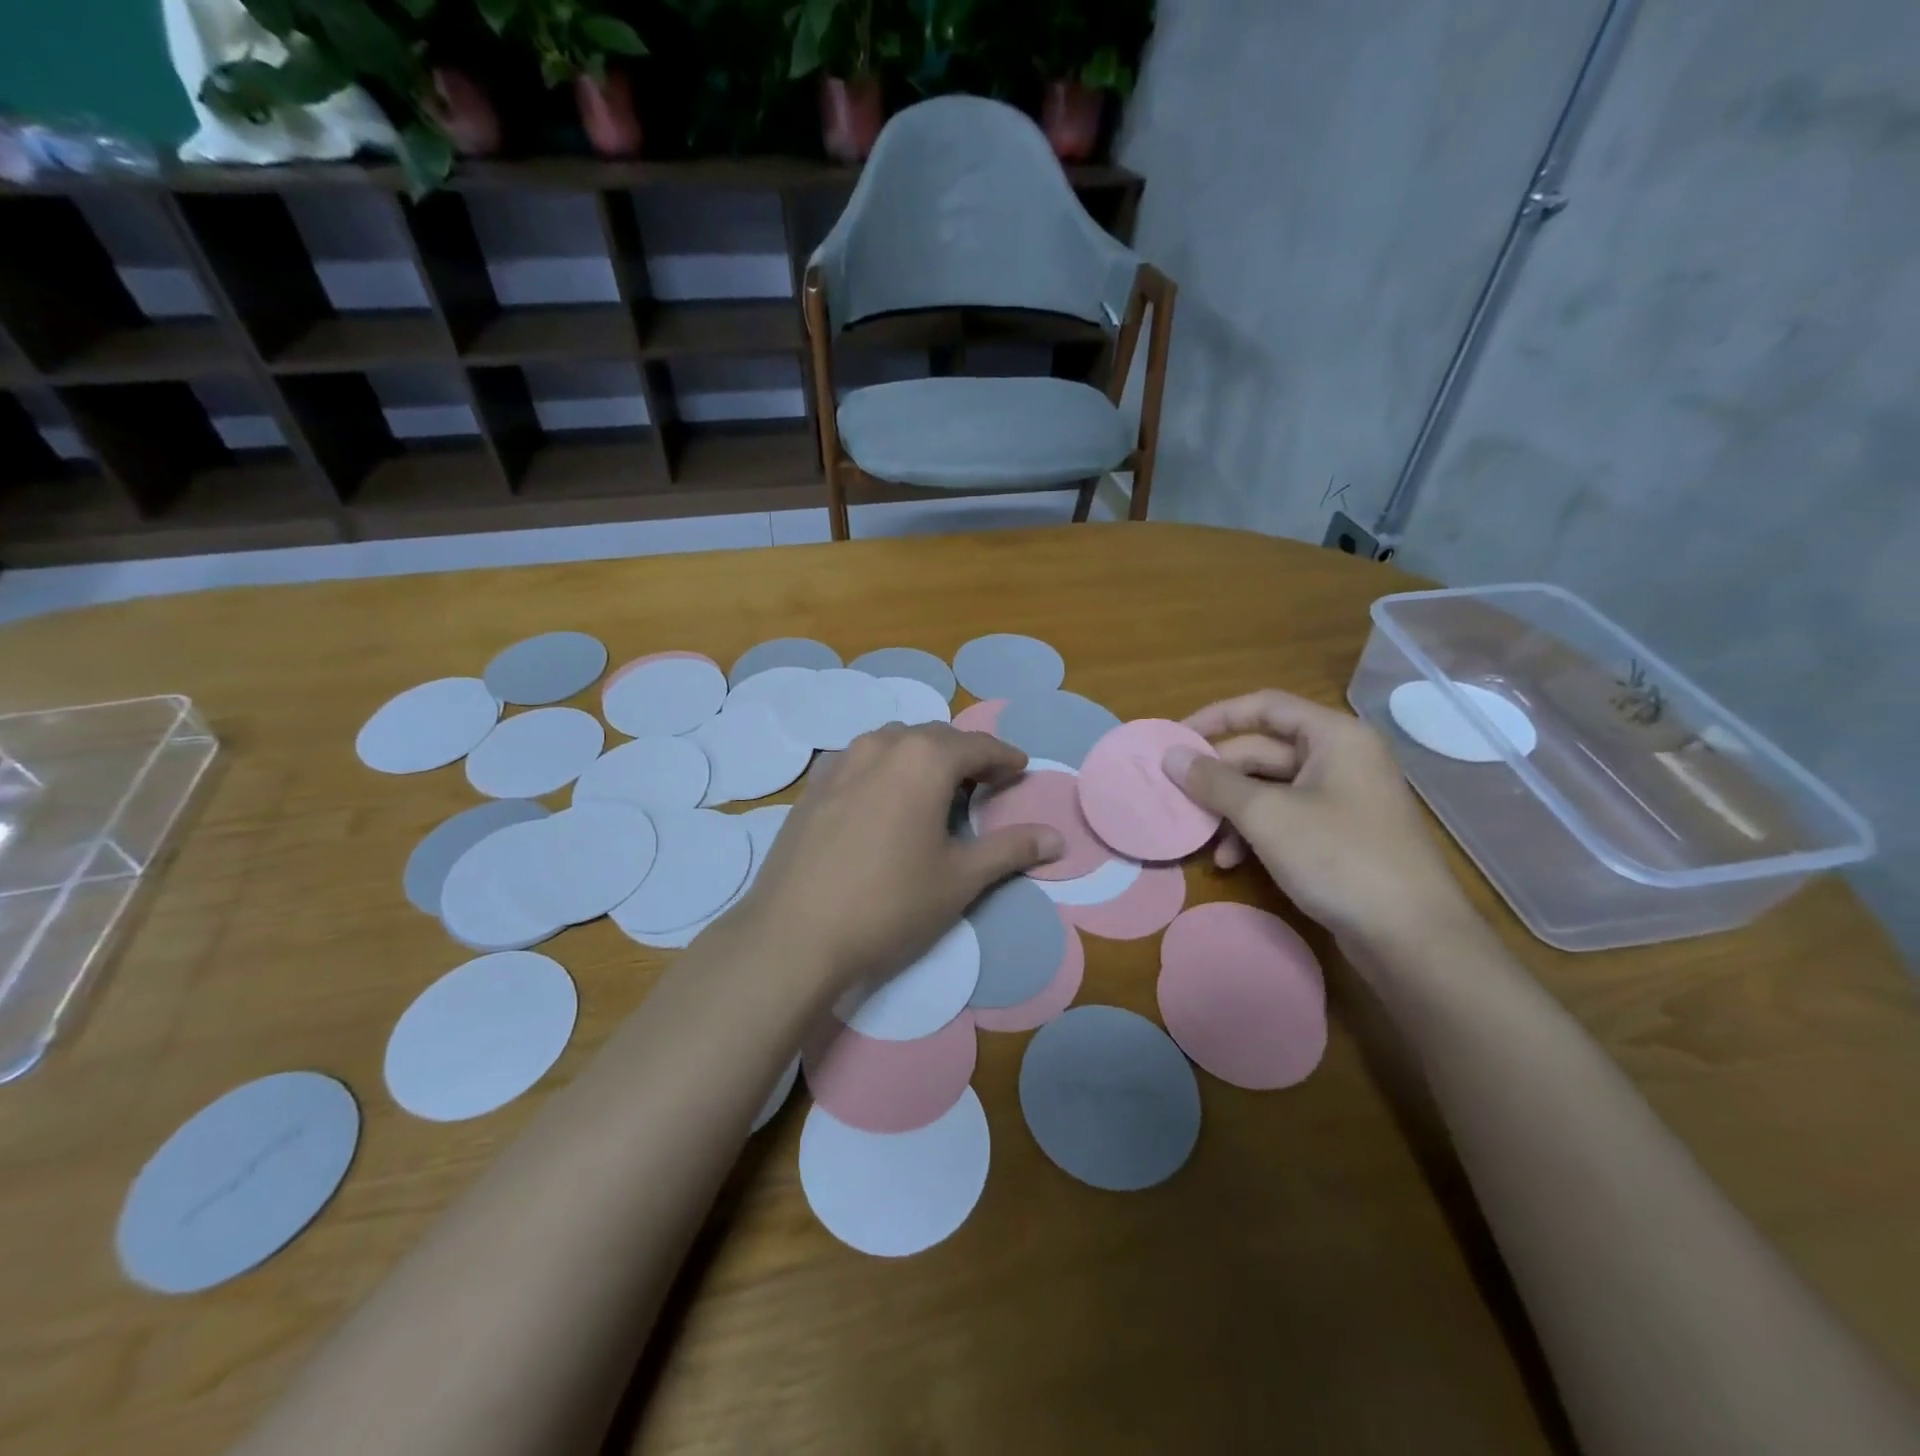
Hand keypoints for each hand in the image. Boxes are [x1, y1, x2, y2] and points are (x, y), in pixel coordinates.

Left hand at [732, 725, 1062, 993]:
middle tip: (985, 784)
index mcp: (925, 758)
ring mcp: (841, 761)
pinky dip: (885, 768)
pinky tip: (884, 800)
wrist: (794, 932)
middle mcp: (883, 745)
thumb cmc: (889, 903)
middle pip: (936, 737)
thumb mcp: (960, 879)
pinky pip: (861, 760)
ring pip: (895, 743)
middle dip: (966, 755)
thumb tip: (1058, 838)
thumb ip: (1011, 850)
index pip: (979, 746)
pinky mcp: (814, 785)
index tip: (1021, 769)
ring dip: (923, 757)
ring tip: (935, 789)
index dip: (1006, 757)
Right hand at [1163, 688, 1478, 954]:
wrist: (1412, 938)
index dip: (1215, 717)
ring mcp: (1344, 798)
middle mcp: (1341, 758)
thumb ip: (1214, 782)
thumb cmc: (1339, 858)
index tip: (1174, 738)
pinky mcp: (1342, 834)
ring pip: (1271, 788)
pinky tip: (1232, 861)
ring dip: (1232, 810)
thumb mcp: (1266, 816)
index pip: (1264, 706)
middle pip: (1264, 750)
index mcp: (1334, 736)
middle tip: (1177, 795)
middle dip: (1219, 776)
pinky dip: (1256, 833)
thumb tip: (1170, 756)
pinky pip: (1286, 817)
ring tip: (1203, 840)